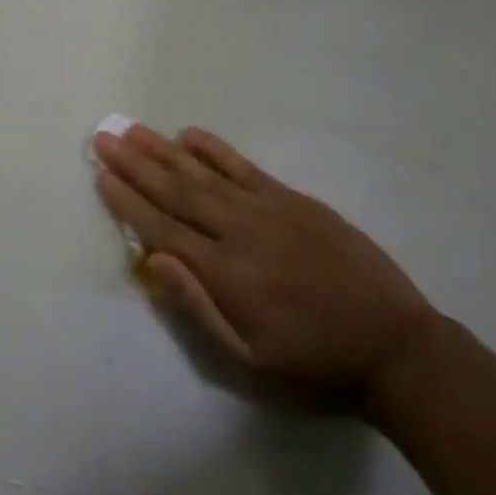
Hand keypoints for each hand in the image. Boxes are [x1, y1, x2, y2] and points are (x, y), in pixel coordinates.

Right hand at [93, 125, 435, 404]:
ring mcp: (267, 208)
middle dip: (135, 164)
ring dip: (164, 149)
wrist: (394, 347)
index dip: (127, 201)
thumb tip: (152, 261)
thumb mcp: (248, 362)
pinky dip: (215, 149)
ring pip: (204, 172)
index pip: (161, 227)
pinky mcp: (293, 199)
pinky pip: (244, 167)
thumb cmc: (314, 365)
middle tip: (103, 136)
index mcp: (224, 272)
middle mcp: (238, 230)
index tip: (100, 174)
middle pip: (175, 190)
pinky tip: (190, 134)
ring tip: (133, 129)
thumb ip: (197, 309)